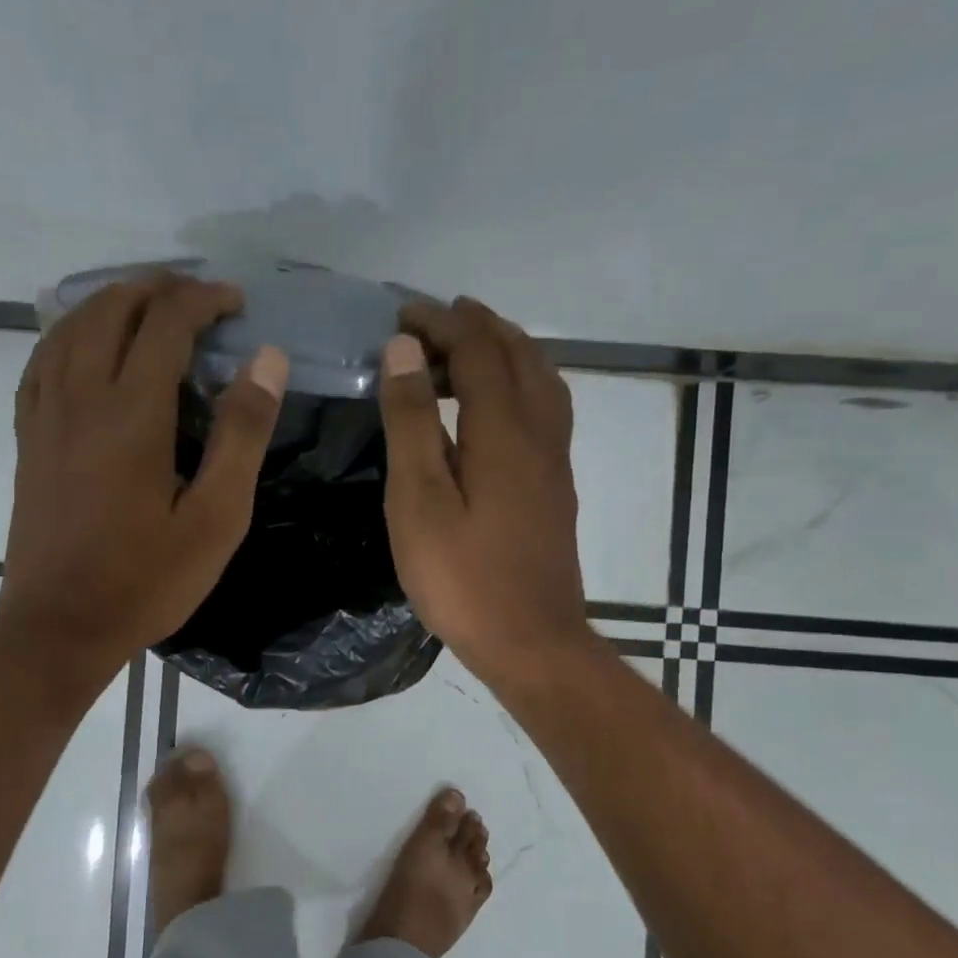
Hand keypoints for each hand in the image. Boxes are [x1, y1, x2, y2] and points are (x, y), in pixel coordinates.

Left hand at [0, 273, 287, 682]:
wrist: (60, 628)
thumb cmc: (146, 580)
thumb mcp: (217, 518)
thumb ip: (242, 434)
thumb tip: (267, 360)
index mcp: (132, 414)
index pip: (166, 323)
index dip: (203, 299)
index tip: (235, 302)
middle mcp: (80, 398)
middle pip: (111, 310)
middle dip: (157, 289)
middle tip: (196, 297)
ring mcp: (44, 417)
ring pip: (68, 328)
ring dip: (110, 302)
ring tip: (146, 307)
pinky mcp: (27, 440)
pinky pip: (40, 363)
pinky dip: (67, 335)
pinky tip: (84, 347)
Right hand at [378, 297, 592, 685]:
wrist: (530, 641)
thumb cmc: (462, 576)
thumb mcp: (419, 498)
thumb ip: (413, 420)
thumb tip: (404, 350)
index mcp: (504, 429)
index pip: (478, 348)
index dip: (441, 323)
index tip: (401, 316)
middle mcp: (540, 432)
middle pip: (518, 354)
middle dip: (475, 326)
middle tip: (430, 323)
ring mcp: (555, 460)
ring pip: (540, 379)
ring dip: (503, 350)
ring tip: (463, 349)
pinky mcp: (556, 485)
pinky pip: (545, 407)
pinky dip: (518, 383)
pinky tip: (494, 406)